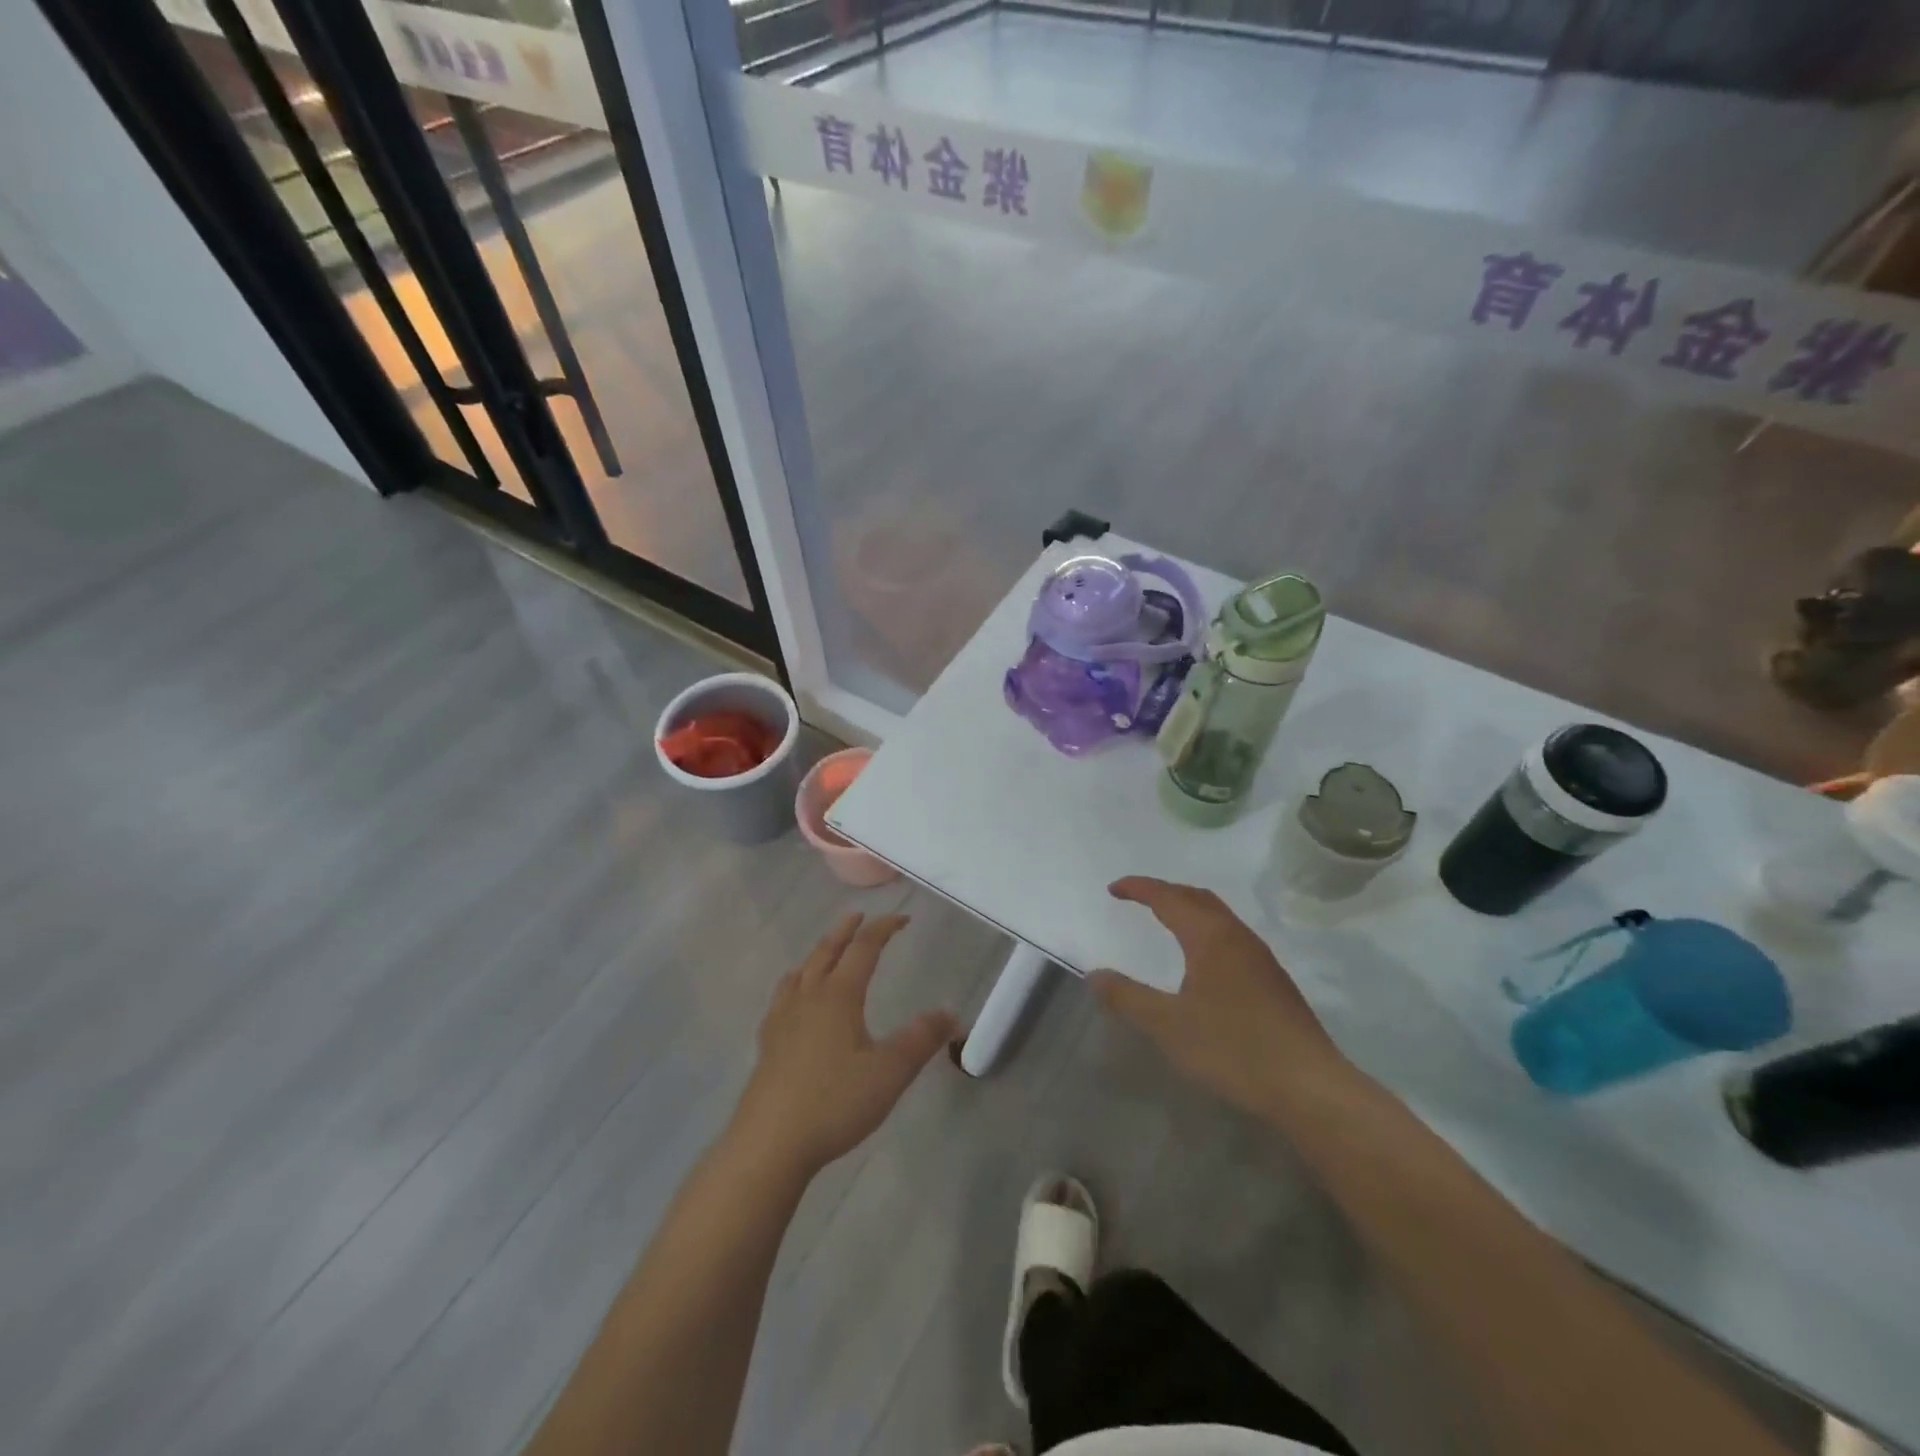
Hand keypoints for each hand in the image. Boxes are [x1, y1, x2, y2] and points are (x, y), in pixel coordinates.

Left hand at [730, 913, 956, 1179]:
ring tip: (826, 951)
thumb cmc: (834, 1103)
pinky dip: (794, 982)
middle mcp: (808, 997)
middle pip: (826, 951)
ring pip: (800, 971)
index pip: (863, 949)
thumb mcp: (890, 1073)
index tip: (902, 919)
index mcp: (839, 996)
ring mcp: (782, 1019)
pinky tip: (793, 998)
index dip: (883, 929)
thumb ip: (921, 1040)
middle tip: (858, 916)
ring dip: (818, 952)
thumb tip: (951, 1013)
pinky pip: (782, 996)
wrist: (769, 1143)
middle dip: (845, 931)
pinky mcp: (767, 1044)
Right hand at [1091, 877, 1347, 1115]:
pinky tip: (1202, 960)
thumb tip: (1094, 975)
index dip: (1139, 888)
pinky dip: (1206, 929)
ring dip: (1189, 909)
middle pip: (1197, 897)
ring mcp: (1260, 957)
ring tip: (1166, 921)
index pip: (1168, 897)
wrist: (1308, 1085)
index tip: (1113, 889)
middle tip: (1137, 899)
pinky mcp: (1273, 980)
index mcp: (1210, 937)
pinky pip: (1231, 936)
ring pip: (1219, 916)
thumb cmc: (1233, 1049)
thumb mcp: (1169, 1026)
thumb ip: (1128, 998)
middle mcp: (1237, 936)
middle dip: (1165, 891)